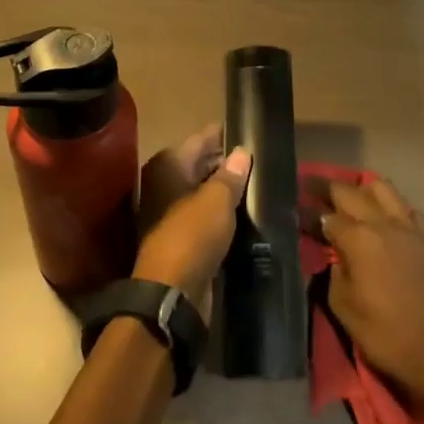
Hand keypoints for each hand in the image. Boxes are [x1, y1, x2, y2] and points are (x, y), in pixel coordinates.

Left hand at [134, 124, 251, 310]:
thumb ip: (230, 175)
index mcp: (167, 166)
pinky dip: (220, 212)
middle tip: (260, 158)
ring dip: (224, 189)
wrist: (171, 293)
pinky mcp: (179, 237)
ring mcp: (169, 211)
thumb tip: (241, 152)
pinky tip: (244, 212)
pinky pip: (204, 214)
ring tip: (258, 183)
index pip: (200, 139)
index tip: (250, 130)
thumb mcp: (217, 201)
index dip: (224, 134)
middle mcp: (163, 184)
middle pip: (199, 164)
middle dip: (226, 162)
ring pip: (202, 191)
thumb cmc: (192, 235)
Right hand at [317, 178, 423, 402]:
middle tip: (309, 189)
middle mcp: (382, 223)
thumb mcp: (341, 303)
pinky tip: (379, 216)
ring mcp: (406, 227)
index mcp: (358, 239)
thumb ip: (333, 269)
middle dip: (327, 189)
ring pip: (381, 188)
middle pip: (350, 192)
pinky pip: (404, 207)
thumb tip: (333, 253)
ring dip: (360, 189)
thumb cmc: (380, 331)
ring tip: (346, 199)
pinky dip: (389, 205)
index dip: (308, 215)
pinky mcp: (423, 238)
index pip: (326, 216)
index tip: (294, 213)